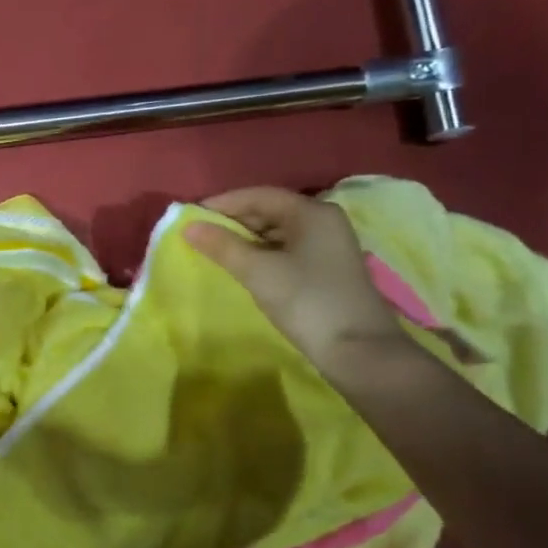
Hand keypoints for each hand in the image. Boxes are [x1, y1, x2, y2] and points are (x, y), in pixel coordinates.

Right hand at [184, 187, 411, 372]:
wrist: (359, 351)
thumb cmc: (307, 301)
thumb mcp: (257, 271)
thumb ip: (222, 245)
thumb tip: (188, 226)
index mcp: (311, 212)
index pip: (258, 195)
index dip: (222, 204)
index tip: (190, 218)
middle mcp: (323, 221)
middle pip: (269, 210)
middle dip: (233, 222)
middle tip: (199, 237)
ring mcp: (329, 245)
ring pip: (277, 232)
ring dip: (245, 239)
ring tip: (215, 253)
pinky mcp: (327, 268)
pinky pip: (287, 250)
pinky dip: (261, 254)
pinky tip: (243, 268)